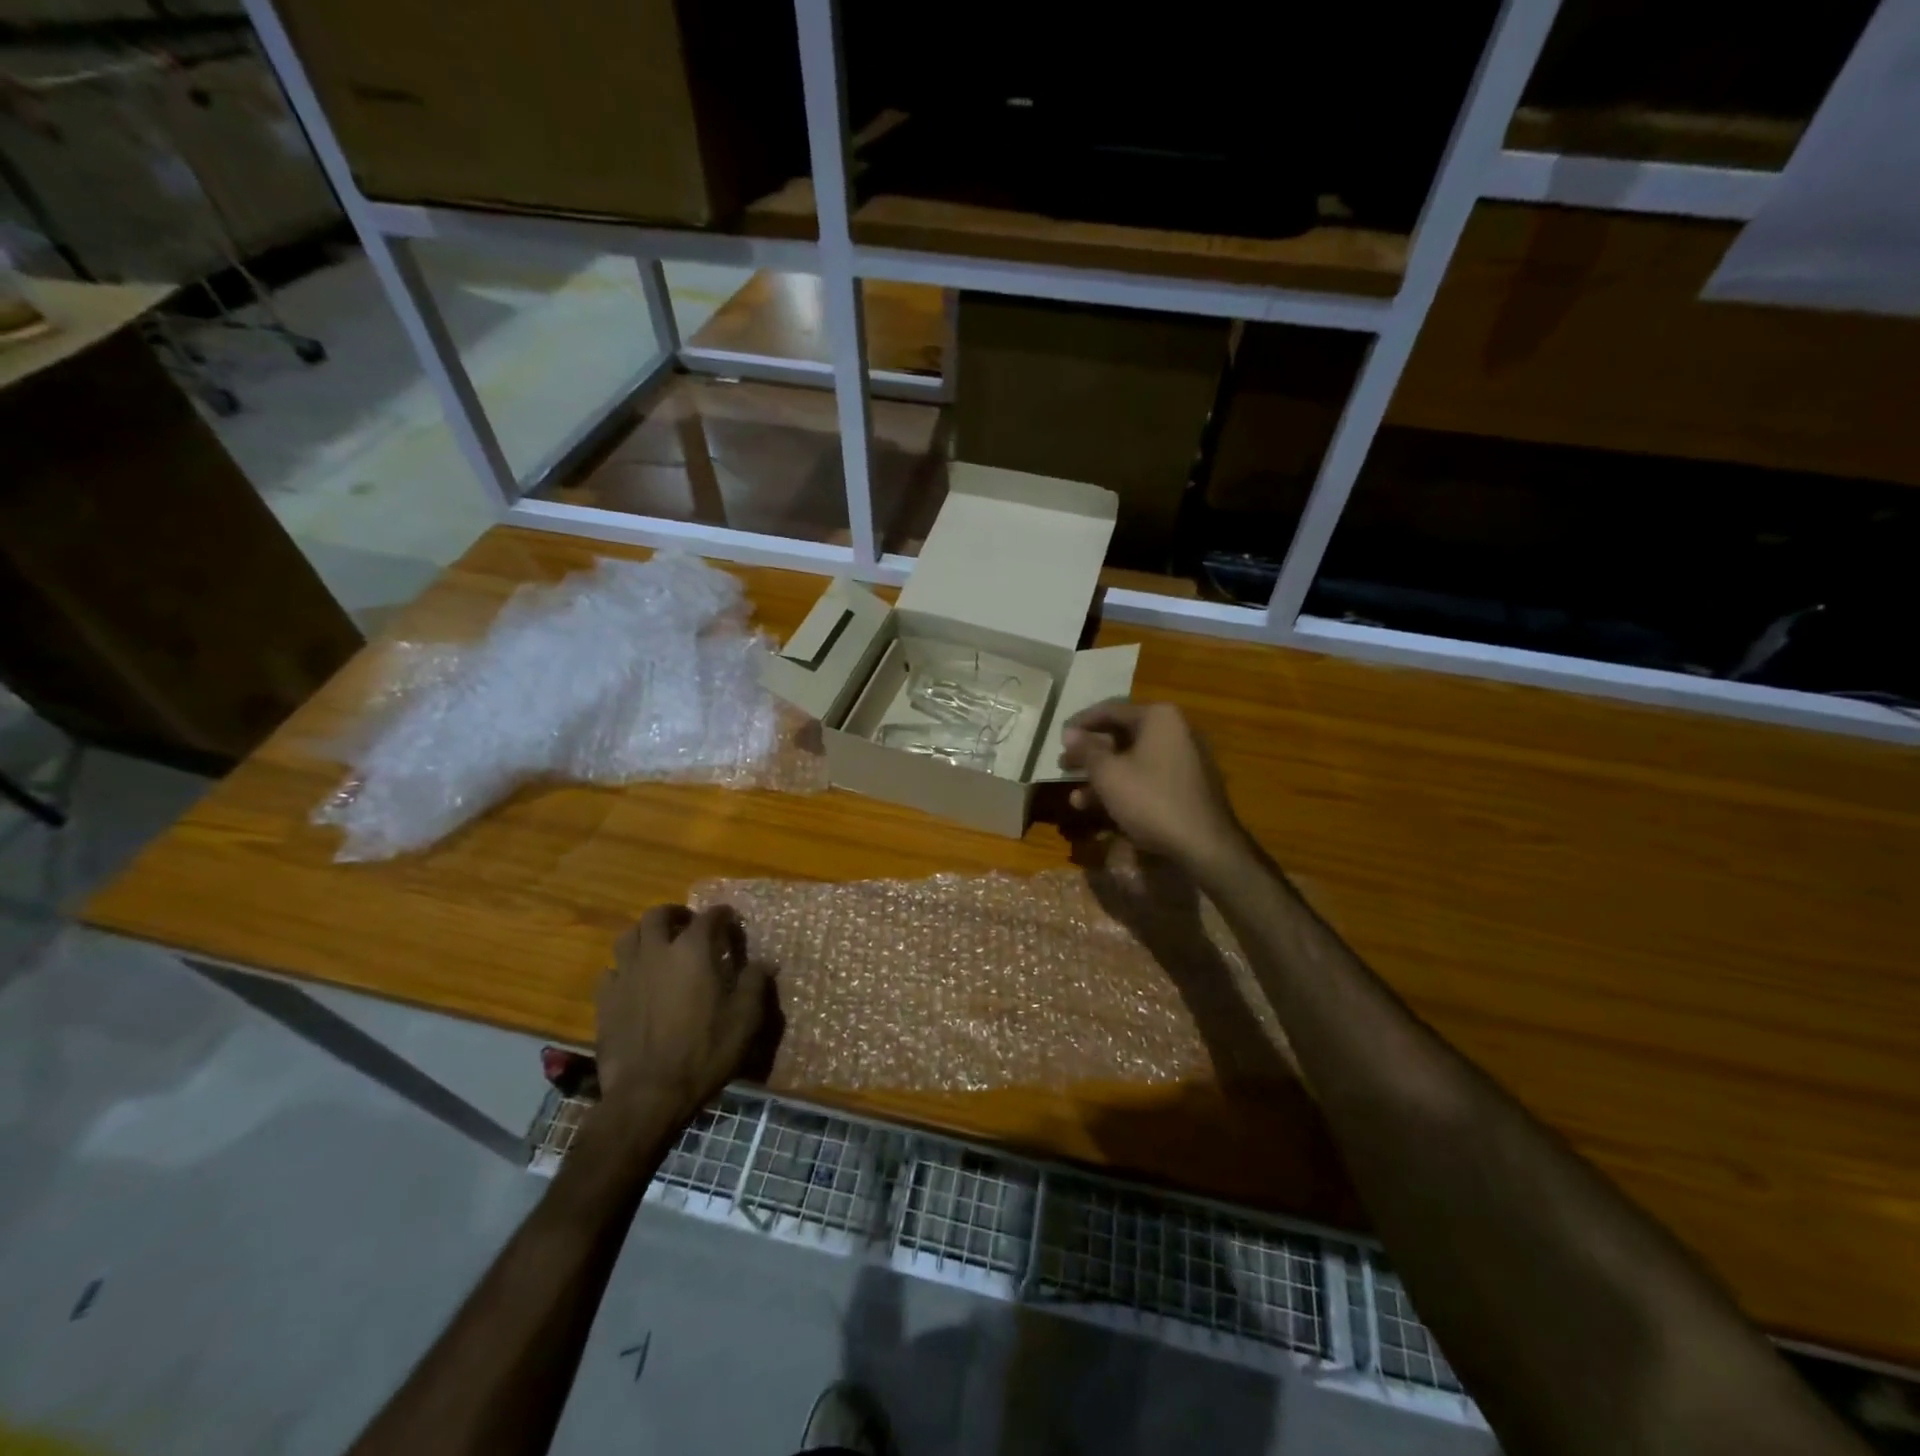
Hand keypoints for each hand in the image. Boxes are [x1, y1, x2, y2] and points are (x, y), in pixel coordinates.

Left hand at [596, 905, 769, 1119]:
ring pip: (629, 936)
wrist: (648, 1093)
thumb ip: (755, 984)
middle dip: (675, 914)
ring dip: (645, 934)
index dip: (722, 915)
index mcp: (693, 951)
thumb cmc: (704, 1051)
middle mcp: (657, 952)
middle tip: (687, 924)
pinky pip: (611, 970)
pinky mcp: (605, 999)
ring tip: (657, 945)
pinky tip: (633, 981)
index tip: (731, 920)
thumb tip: (766, 963)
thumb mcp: (744, 1019)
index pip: (709, 917)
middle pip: (659, 915)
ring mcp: (626, 974)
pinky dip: (624, 968)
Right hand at [1059, 700, 1245, 872]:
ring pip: (1133, 760)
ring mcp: (1185, 758)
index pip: (1109, 710)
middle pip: (1121, 735)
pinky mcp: (1188, 784)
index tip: (1058, 738)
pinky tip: (1101, 809)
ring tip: (1076, 796)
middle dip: (1090, 754)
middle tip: (1064, 765)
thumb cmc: (1151, 800)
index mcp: (1158, 717)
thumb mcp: (1108, 774)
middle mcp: (1175, 730)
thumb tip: (1069, 732)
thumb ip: (1086, 750)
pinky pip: (1148, 777)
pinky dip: (1125, 787)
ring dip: (1103, 776)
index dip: (1080, 724)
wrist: (1205, 845)